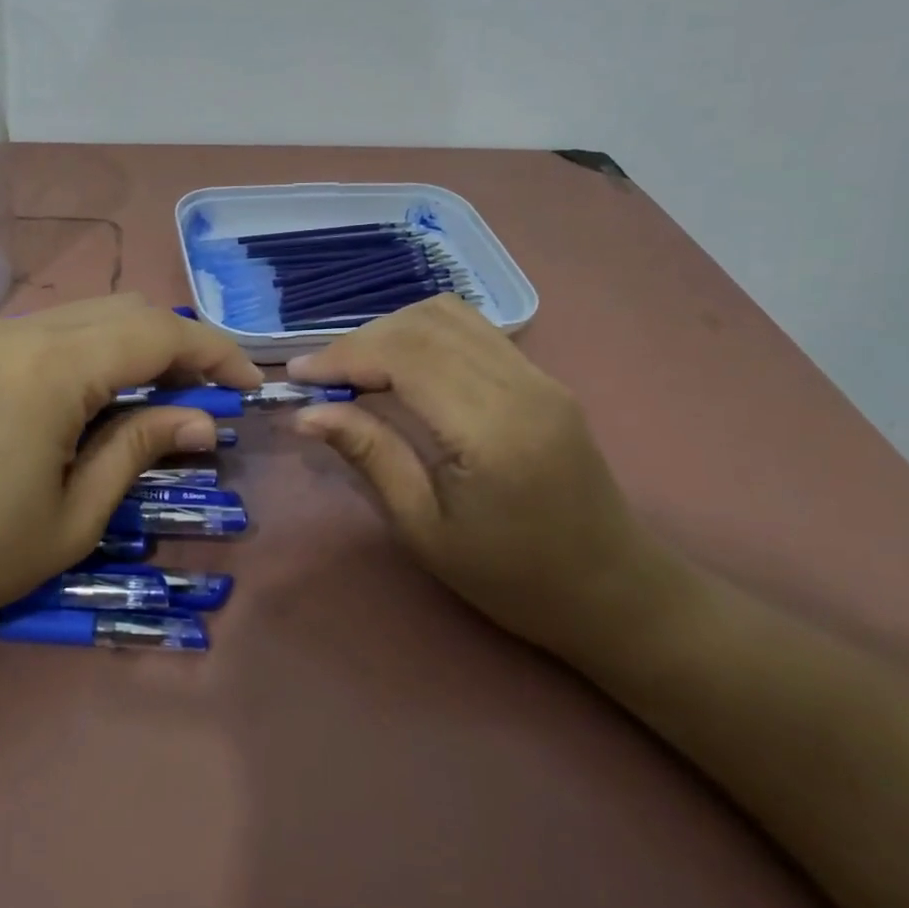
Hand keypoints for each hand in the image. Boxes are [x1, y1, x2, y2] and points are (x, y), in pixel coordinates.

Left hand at [0, 295, 262, 640]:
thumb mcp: (72, 517)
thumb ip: (138, 451)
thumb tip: (198, 422)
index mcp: (52, 369)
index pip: (158, 333)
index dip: (215, 352)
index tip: (247, 386)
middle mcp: (15, 334)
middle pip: (121, 310)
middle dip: (176, 342)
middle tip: (202, 392)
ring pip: (75, 317)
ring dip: (126, 344)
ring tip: (148, 394)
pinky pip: (31, 336)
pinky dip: (76, 351)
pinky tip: (74, 398)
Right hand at [286, 295, 653, 661]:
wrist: (610, 592)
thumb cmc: (510, 577)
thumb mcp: (424, 529)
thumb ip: (370, 456)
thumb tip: (307, 414)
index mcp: (491, 430)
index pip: (405, 356)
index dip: (344, 356)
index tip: (298, 376)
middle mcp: (520, 386)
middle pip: (424, 324)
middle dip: (360, 341)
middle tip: (321, 378)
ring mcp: (538, 376)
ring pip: (450, 315)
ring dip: (392, 331)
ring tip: (355, 370)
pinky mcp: (542, 379)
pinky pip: (473, 331)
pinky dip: (423, 335)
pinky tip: (401, 367)